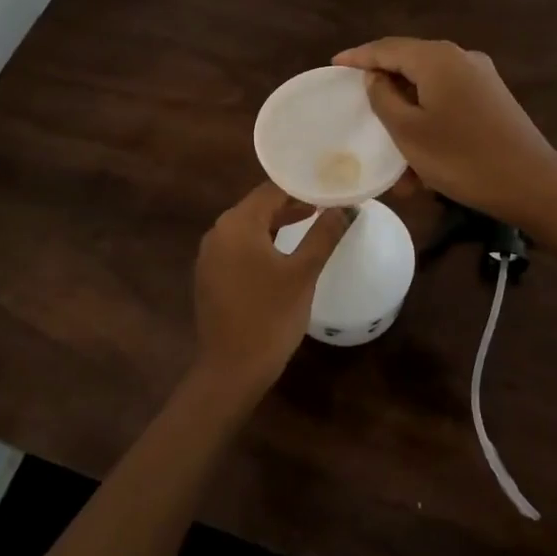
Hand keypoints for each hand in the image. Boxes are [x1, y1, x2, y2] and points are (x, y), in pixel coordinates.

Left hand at [193, 182, 347, 398]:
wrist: (231, 370)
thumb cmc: (270, 317)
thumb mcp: (303, 273)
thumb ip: (324, 235)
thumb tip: (346, 208)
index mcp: (236, 224)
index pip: (271, 190)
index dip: (302, 186)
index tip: (329, 186)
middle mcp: (218, 233)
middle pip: (258, 206)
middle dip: (292, 203)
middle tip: (326, 203)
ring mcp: (210, 256)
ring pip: (249, 227)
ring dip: (278, 223)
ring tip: (312, 222)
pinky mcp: (210, 276)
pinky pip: (240, 247)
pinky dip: (263, 242)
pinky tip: (284, 252)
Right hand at [332, 38, 556, 225]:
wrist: (532, 183)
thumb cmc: (462, 157)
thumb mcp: (409, 131)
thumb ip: (383, 98)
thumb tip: (376, 77)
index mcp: (437, 59)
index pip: (386, 48)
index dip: (358, 57)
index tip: (334, 65)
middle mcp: (461, 58)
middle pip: (410, 63)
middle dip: (383, 85)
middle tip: (356, 99)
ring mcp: (481, 78)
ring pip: (429, 88)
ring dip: (406, 114)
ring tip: (388, 144)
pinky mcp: (492, 100)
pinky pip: (448, 103)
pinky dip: (428, 121)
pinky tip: (420, 157)